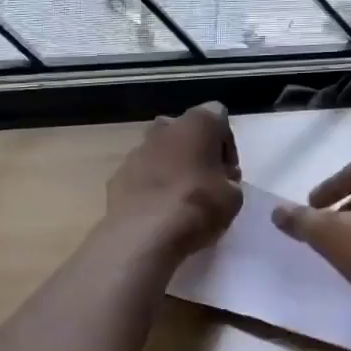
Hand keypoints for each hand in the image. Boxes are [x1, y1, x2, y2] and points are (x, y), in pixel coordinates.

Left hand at [105, 103, 242, 258]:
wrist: (144, 234)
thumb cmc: (197, 206)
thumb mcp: (233, 198)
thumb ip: (229, 182)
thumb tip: (220, 182)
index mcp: (196, 124)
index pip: (218, 117)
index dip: (226, 145)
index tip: (228, 173)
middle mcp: (163, 129)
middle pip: (184, 131)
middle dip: (195, 151)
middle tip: (205, 181)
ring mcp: (136, 151)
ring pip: (159, 152)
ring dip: (171, 168)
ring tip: (179, 200)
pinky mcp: (117, 175)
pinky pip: (140, 175)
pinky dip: (149, 186)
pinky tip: (157, 211)